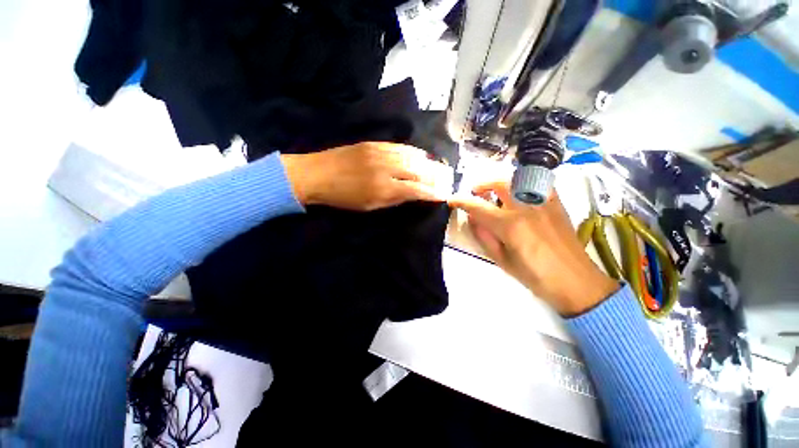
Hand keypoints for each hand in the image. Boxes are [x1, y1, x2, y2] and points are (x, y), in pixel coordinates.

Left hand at [281, 142, 452, 210]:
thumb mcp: (369, 205)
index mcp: (384, 189)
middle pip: (417, 171)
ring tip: (436, 167)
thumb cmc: (343, 197)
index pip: (416, 190)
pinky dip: (412, 151)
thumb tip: (411, 195)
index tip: (442, 195)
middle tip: (444, 179)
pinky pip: (399, 146)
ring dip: (426, 163)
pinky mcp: (374, 143)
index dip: (431, 193)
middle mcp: (386, 168)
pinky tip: (419, 154)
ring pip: (411, 156)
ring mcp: (380, 152)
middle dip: (434, 176)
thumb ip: (393, 199)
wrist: (317, 174)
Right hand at [449, 181, 618, 316]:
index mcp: (510, 225)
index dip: (461, 201)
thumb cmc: (535, 276)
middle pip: (499, 184)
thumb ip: (483, 236)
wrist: (576, 282)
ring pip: (518, 179)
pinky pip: (538, 183)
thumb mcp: (501, 260)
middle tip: (475, 193)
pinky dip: (523, 184)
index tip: (452, 199)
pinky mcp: (557, 204)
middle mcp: (526, 208)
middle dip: (482, 185)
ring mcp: (544, 203)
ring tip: (495, 192)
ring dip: (500, 182)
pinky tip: (519, 195)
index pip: (478, 207)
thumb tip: (472, 218)